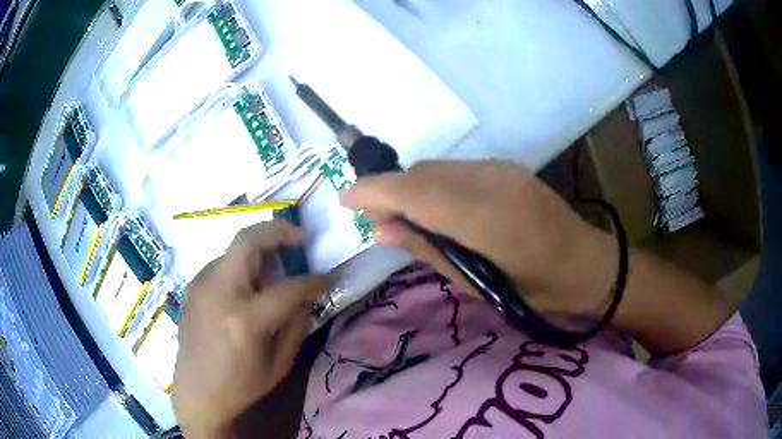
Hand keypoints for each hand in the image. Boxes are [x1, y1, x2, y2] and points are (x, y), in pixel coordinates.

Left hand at [172, 221, 332, 438]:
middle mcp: (219, 292)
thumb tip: (307, 295)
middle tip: (300, 238)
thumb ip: (297, 324)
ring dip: (260, 249)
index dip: (314, 281)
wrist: (196, 391)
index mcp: (245, 319)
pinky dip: (242, 265)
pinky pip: (223, 264)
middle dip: (280, 231)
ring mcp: (201, 285)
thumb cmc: (240, 385)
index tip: (329, 278)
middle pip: (249, 241)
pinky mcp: (192, 287)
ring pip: (234, 248)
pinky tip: (247, 287)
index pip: (288, 288)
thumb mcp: (279, 364)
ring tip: (275, 268)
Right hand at [342, 160, 615, 317]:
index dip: (376, 191)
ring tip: (407, 218)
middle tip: (377, 221)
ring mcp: (503, 170)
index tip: (345, 200)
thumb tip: (382, 231)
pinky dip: (436, 187)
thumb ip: (429, 251)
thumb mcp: (479, 285)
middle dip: (391, 192)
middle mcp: (493, 181)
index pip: (417, 193)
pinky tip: (440, 211)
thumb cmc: (538, 292)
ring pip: (438, 169)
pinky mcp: (508, 169)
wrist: (589, 265)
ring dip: (413, 189)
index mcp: (488, 219)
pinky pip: (457, 171)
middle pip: (423, 174)